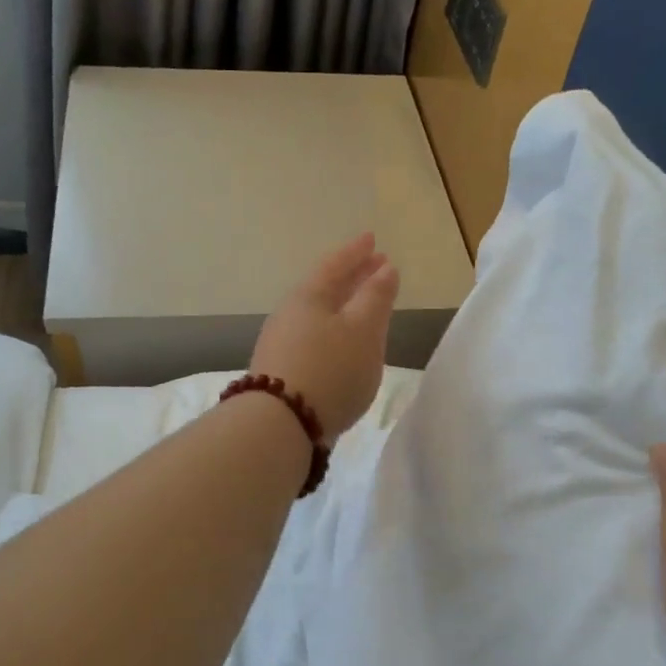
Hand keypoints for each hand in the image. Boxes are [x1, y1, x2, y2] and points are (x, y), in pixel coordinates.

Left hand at [249, 232, 399, 438]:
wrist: (280, 425)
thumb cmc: (330, 369)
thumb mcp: (363, 330)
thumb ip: (376, 298)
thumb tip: (385, 269)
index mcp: (309, 297)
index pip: (336, 264)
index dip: (357, 252)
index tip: (373, 239)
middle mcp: (290, 315)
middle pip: (324, 288)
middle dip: (352, 277)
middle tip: (375, 266)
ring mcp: (281, 344)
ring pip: (318, 315)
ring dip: (342, 306)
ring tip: (363, 307)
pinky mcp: (281, 373)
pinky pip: (312, 339)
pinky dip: (332, 332)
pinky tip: (341, 346)